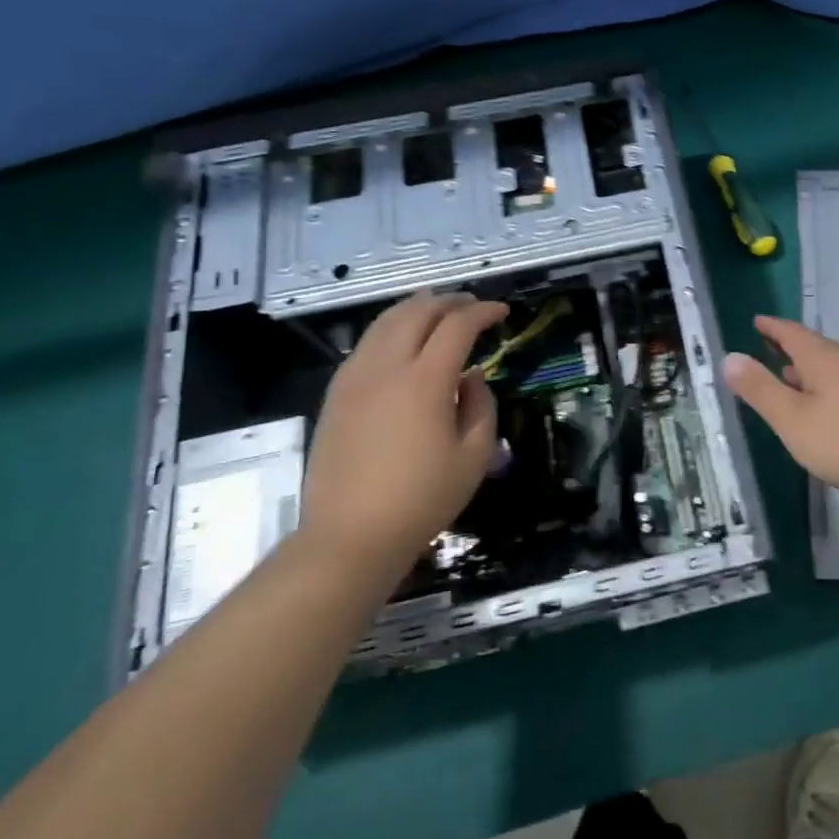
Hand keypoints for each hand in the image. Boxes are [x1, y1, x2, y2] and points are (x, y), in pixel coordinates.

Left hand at [300, 291, 507, 586]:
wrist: (349, 536)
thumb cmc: (421, 499)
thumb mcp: (474, 456)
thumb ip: (481, 405)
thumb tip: (471, 376)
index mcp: (425, 380)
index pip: (457, 325)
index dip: (483, 312)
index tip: (502, 313)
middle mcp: (387, 367)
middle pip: (418, 311)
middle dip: (450, 301)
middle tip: (472, 306)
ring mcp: (355, 377)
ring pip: (386, 321)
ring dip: (416, 308)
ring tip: (437, 311)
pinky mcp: (336, 393)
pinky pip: (366, 343)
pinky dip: (391, 328)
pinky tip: (402, 341)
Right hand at [720, 314, 838, 513]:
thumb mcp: (794, 421)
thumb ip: (760, 391)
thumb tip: (729, 357)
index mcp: (825, 359)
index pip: (792, 333)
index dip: (772, 327)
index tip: (757, 321)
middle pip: (815, 348)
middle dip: (790, 351)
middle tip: (768, 353)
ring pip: (834, 368)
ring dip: (810, 372)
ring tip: (793, 383)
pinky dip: (830, 388)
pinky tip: (830, 410)